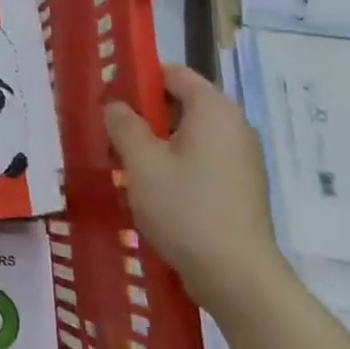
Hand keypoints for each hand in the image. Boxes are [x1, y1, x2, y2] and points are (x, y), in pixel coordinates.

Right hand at [105, 63, 284, 316]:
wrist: (237, 276)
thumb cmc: (185, 208)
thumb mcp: (141, 162)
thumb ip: (124, 125)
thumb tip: (116, 105)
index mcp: (213, 109)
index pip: (172, 72)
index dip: (138, 79)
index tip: (108, 98)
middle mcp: (234, 125)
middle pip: (180, 103)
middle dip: (143, 115)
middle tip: (109, 133)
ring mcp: (241, 158)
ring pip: (188, 135)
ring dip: (156, 143)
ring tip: (124, 164)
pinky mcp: (240, 186)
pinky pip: (200, 160)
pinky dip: (175, 164)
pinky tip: (150, 189)